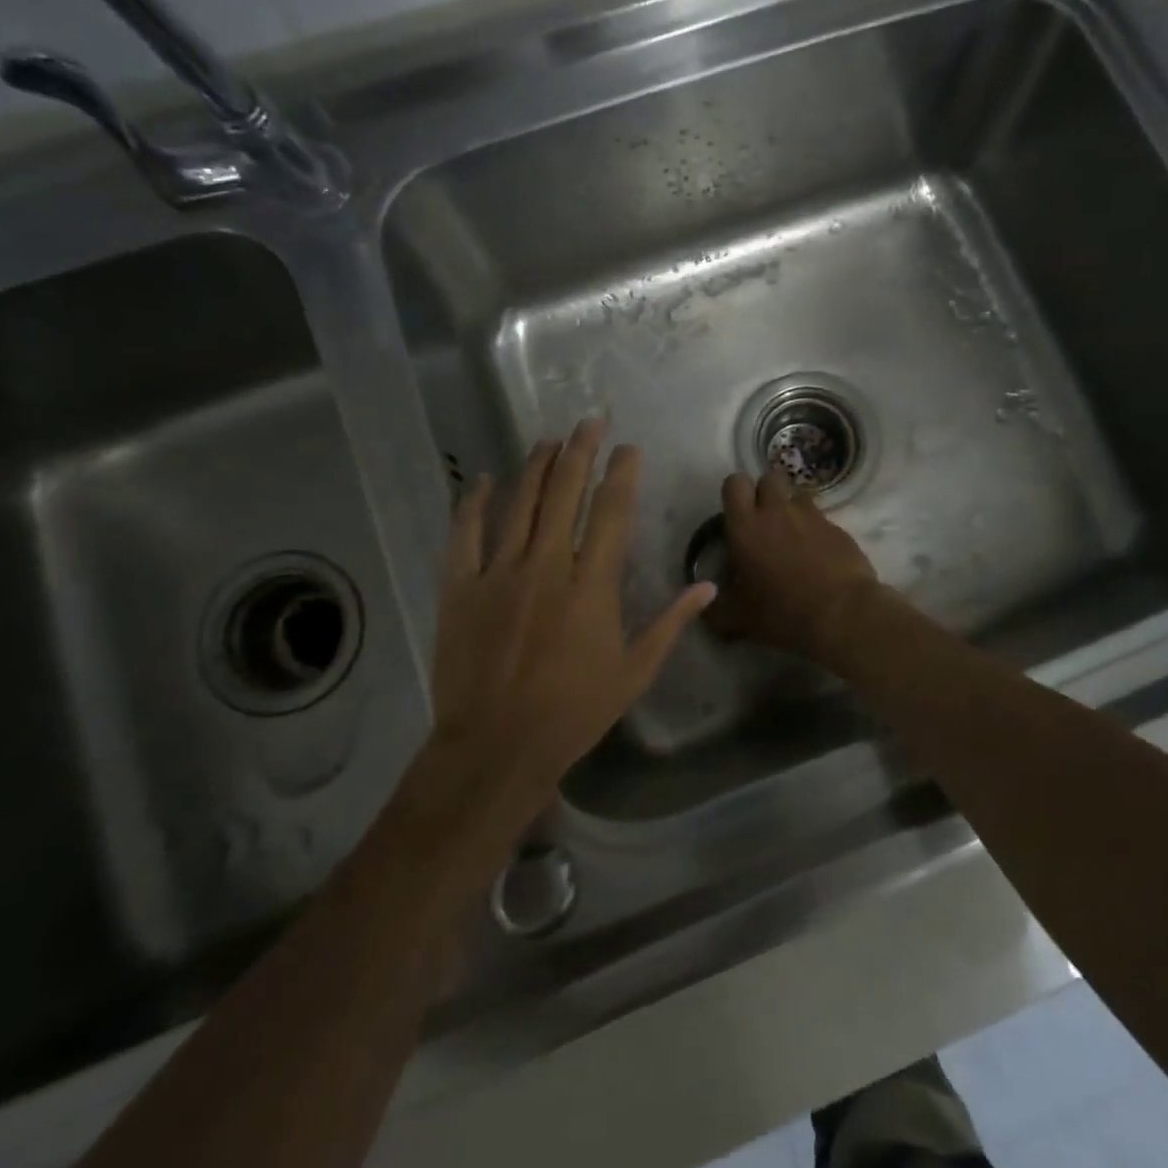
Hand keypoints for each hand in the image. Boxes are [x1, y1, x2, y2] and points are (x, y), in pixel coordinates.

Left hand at [429, 419, 715, 804]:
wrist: (496, 746)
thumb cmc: (574, 711)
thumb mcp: (634, 671)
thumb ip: (671, 623)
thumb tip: (708, 587)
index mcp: (591, 584)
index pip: (611, 512)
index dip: (622, 474)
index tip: (628, 448)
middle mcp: (546, 565)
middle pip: (565, 492)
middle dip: (581, 451)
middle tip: (590, 421)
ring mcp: (499, 572)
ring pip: (519, 502)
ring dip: (536, 466)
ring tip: (549, 439)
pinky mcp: (460, 586)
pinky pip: (465, 533)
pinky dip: (473, 502)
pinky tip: (482, 479)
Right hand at [709, 468, 879, 660]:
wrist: (841, 614)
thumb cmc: (781, 612)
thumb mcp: (739, 619)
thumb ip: (716, 609)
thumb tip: (707, 605)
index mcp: (746, 526)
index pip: (734, 483)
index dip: (735, 494)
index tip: (737, 515)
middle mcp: (777, 511)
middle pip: (768, 479)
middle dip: (764, 494)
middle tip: (763, 524)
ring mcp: (812, 516)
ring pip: (797, 495)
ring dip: (792, 509)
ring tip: (793, 537)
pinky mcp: (838, 528)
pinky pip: (822, 519)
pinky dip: (816, 531)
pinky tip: (819, 556)